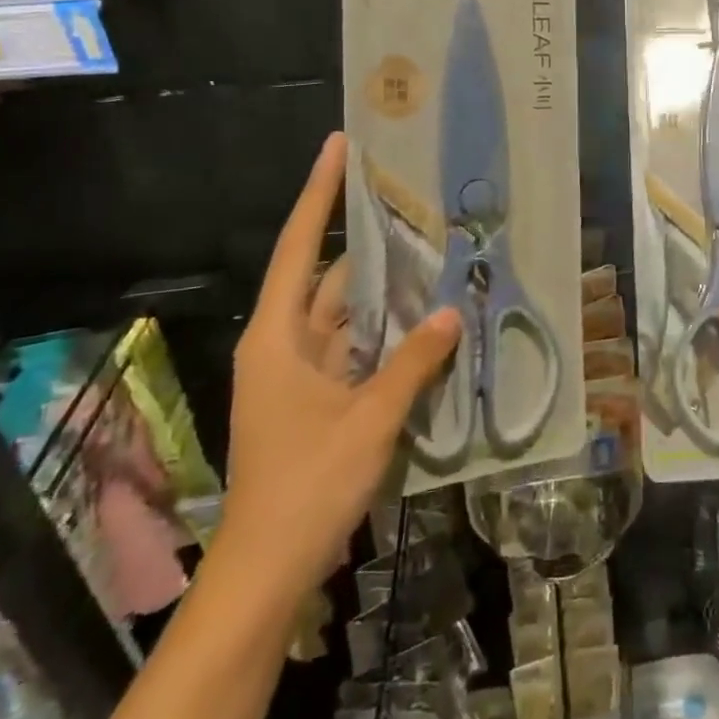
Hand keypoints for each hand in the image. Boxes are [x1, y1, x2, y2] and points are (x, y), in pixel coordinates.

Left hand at [216, 133, 459, 600]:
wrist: (266, 571)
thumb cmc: (306, 485)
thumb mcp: (368, 419)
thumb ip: (413, 362)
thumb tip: (452, 310)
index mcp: (278, 337)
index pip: (301, 247)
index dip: (319, 194)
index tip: (338, 147)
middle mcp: (285, 344)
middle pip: (329, 276)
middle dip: (370, 241)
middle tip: (414, 201)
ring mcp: (301, 374)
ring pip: (348, 314)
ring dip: (385, 290)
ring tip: (433, 251)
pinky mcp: (318, 399)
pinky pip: (357, 348)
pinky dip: (388, 331)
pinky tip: (427, 318)